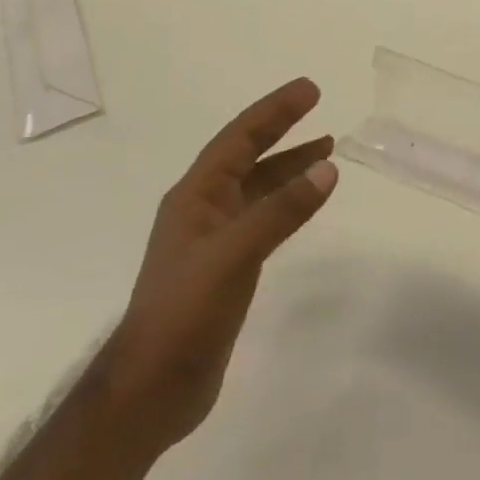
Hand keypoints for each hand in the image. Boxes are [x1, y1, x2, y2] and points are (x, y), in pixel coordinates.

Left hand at [96, 78, 338, 456]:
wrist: (152, 390)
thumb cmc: (185, 313)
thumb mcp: (234, 255)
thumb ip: (281, 211)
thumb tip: (326, 168)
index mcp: (196, 196)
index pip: (239, 138)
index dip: (274, 111)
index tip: (309, 89)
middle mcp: (203, 208)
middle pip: (247, 155)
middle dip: (281, 129)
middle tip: (317, 105)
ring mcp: (214, 238)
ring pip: (258, 186)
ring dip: (289, 165)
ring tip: (326, 149)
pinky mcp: (226, 266)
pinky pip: (264, 216)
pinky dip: (288, 201)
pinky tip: (306, 202)